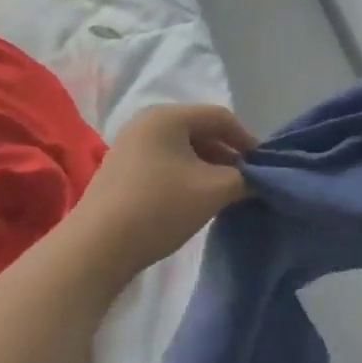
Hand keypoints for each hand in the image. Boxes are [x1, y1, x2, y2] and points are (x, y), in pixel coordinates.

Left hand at [72, 103, 255, 276]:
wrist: (97, 246)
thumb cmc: (159, 208)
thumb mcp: (212, 191)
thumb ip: (244, 179)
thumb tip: (258, 179)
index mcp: (167, 116)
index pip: (220, 117)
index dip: (247, 140)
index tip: (264, 168)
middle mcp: (146, 122)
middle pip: (200, 130)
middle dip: (227, 155)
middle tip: (246, 182)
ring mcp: (130, 146)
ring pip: (182, 149)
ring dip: (207, 168)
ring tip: (224, 195)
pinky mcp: (122, 170)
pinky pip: (165, 163)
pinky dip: (186, 176)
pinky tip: (194, 200)